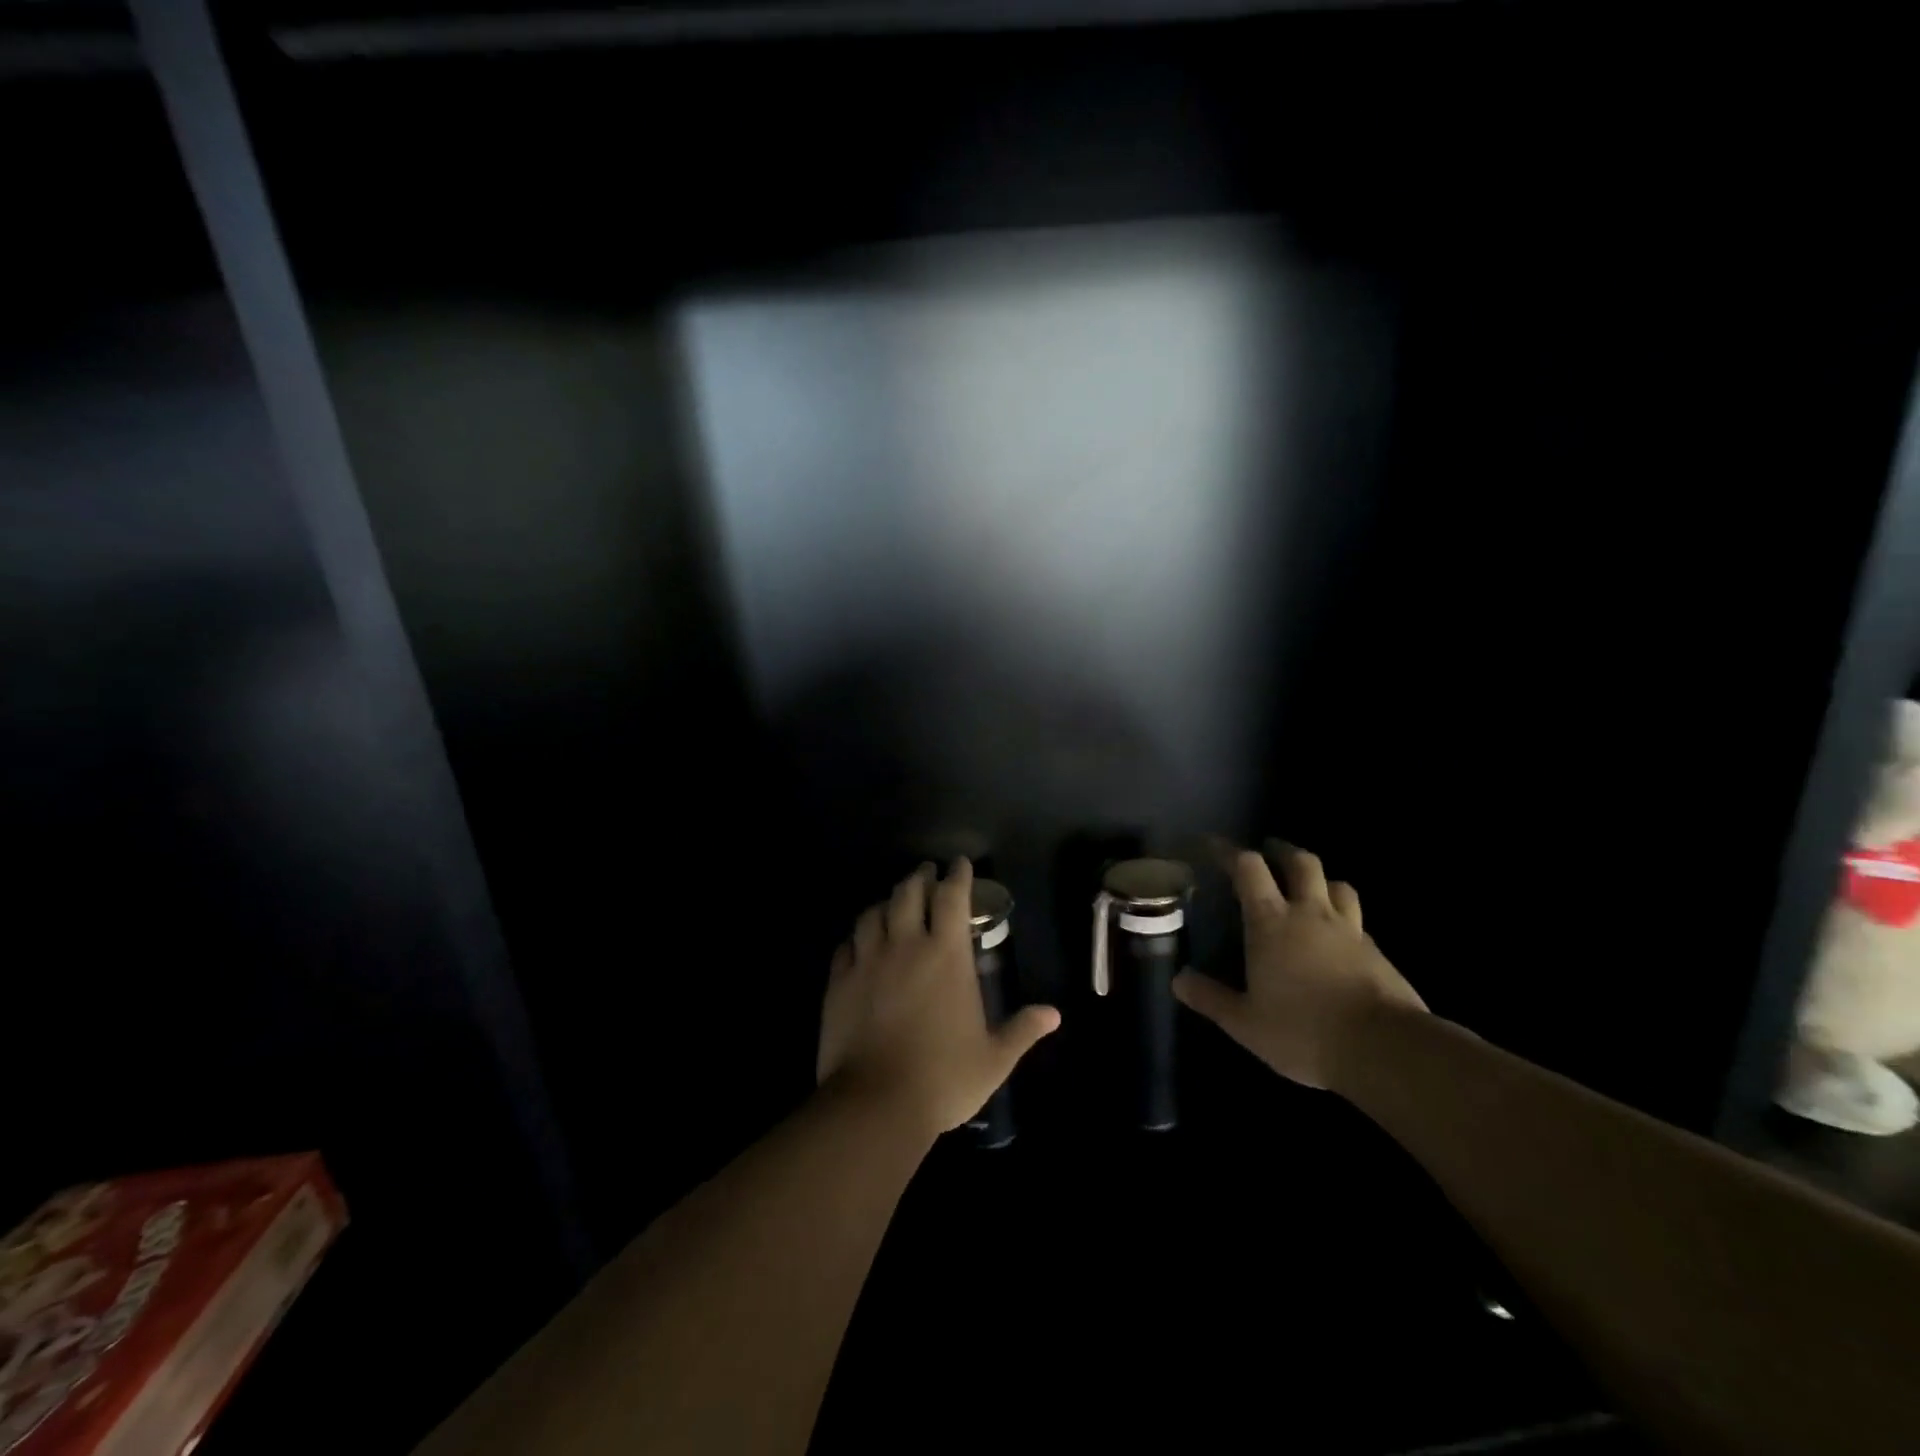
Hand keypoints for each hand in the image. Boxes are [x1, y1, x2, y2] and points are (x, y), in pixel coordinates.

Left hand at [817, 858, 1060, 1135]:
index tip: (960, 864)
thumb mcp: (994, 1058)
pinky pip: (846, 945)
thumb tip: (1054, 1014)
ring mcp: (868, 961)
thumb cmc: (943, 1078)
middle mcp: (906, 946)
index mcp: (946, 956)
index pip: (953, 898)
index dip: (958, 876)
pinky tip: (859, 942)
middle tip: (926, 873)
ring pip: (873, 913)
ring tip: (893, 902)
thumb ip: (1023, 1030)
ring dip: (886, 901)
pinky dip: (856, 936)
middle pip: (908, 893)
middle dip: (919, 877)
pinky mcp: (839, 981)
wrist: (876, 1104)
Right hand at [1173, 843, 1424, 1089]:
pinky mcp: (1378, 953)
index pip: (1248, 868)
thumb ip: (1210, 998)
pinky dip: (1344, 917)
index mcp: (1271, 922)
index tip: (1214, 846)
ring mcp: (1350, 930)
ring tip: (1309, 888)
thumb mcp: (1245, 1023)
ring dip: (1320, 879)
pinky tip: (1338, 937)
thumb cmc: (1303, 1031)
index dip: (1229, 851)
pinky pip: (1358, 921)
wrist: (1384, 1049)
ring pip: (1337, 885)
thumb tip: (1178, 980)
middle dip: (1282, 851)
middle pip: (1301, 862)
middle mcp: (1311, 914)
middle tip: (1269, 853)